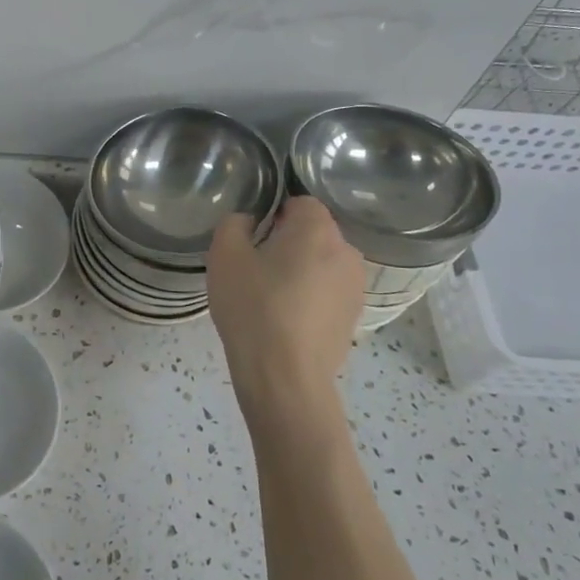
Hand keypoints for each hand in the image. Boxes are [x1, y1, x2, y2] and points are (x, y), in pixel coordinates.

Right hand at [208, 198, 366, 441]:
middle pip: (315, 232)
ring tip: (271, 295)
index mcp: (317, 229)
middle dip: (289, 241)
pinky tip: (286, 318)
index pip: (301, 202)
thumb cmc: (253, 307)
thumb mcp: (224, 256)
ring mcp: (355, 286)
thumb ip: (234, 224)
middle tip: (256, 265)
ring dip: (301, 269)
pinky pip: (329, 291)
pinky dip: (311, 296)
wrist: (285, 376)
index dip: (275, 213)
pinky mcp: (353, 316)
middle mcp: (346, 251)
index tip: (253, 236)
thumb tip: (250, 222)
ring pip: (323, 262)